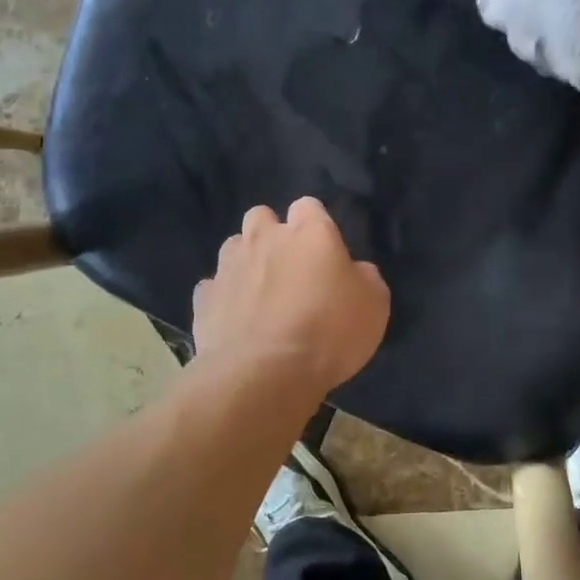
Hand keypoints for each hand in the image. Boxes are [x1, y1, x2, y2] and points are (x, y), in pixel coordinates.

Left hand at [192, 197, 389, 395]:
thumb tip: (354, 271)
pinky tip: (236, 320)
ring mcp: (229, 266)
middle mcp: (264, 238)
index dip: (315, 224)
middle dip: (271, 234)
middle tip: (288, 268)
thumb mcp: (374, 305)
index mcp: (309, 233)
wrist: (264, 373)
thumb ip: (363, 278)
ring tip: (259, 294)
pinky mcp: (204, 297)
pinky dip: (224, 298)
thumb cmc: (328, 333)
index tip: (324, 251)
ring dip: (246, 262)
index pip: (309, 206)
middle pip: (261, 216)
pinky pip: (214, 287)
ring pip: (233, 247)